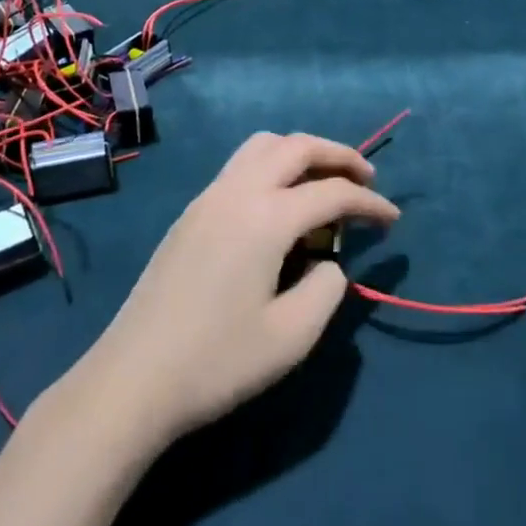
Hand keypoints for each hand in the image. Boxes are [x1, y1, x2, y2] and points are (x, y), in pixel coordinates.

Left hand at [82, 132, 398, 443]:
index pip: (332, 192)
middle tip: (366, 177)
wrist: (132, 379)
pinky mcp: (191, 213)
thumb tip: (328, 262)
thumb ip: (326, 289)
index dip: (369, 203)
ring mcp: (208, 197)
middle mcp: (237, 191)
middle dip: (338, 154)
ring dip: (300, 152)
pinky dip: (272, 166)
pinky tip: (280, 204)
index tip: (393, 220)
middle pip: (296, 146)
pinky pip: (240, 166)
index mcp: (266, 217)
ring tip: (323, 181)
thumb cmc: (216, 362)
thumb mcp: (291, 337)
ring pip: (263, 146)